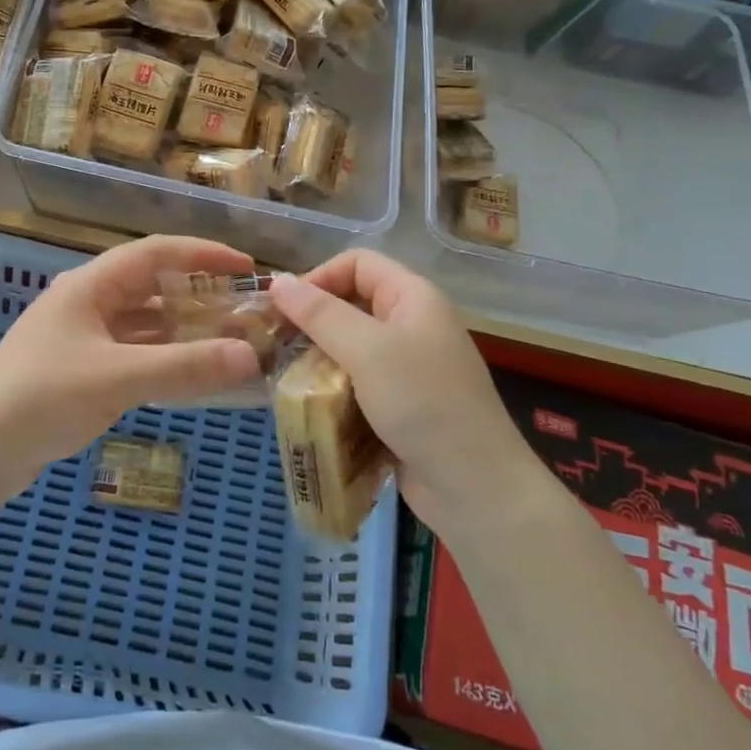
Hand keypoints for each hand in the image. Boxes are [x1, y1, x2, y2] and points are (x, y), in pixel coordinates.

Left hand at [0, 235, 262, 491]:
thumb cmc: (44, 397)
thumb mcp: (119, 378)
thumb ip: (185, 367)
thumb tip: (250, 356)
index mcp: (90, 286)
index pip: (156, 253)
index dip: (204, 255)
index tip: (247, 269)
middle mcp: (85, 302)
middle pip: (151, 287)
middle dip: (197, 296)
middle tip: (242, 312)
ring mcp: (79, 337)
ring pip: (142, 323)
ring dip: (181, 331)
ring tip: (225, 343)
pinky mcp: (77, 370)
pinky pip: (131, 353)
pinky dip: (161, 359)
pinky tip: (187, 375)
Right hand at [270, 252, 531, 534]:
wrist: (474, 486)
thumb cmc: (422, 403)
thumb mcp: (366, 350)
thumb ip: (319, 314)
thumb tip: (278, 281)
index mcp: (413, 297)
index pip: (357, 263)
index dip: (319, 277)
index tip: (286, 310)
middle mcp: (412, 324)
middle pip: (352, 303)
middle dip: (313, 321)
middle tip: (277, 344)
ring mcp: (409, 366)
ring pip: (351, 346)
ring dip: (318, 358)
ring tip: (287, 377)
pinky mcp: (402, 403)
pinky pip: (358, 381)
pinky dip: (333, 388)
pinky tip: (311, 404)